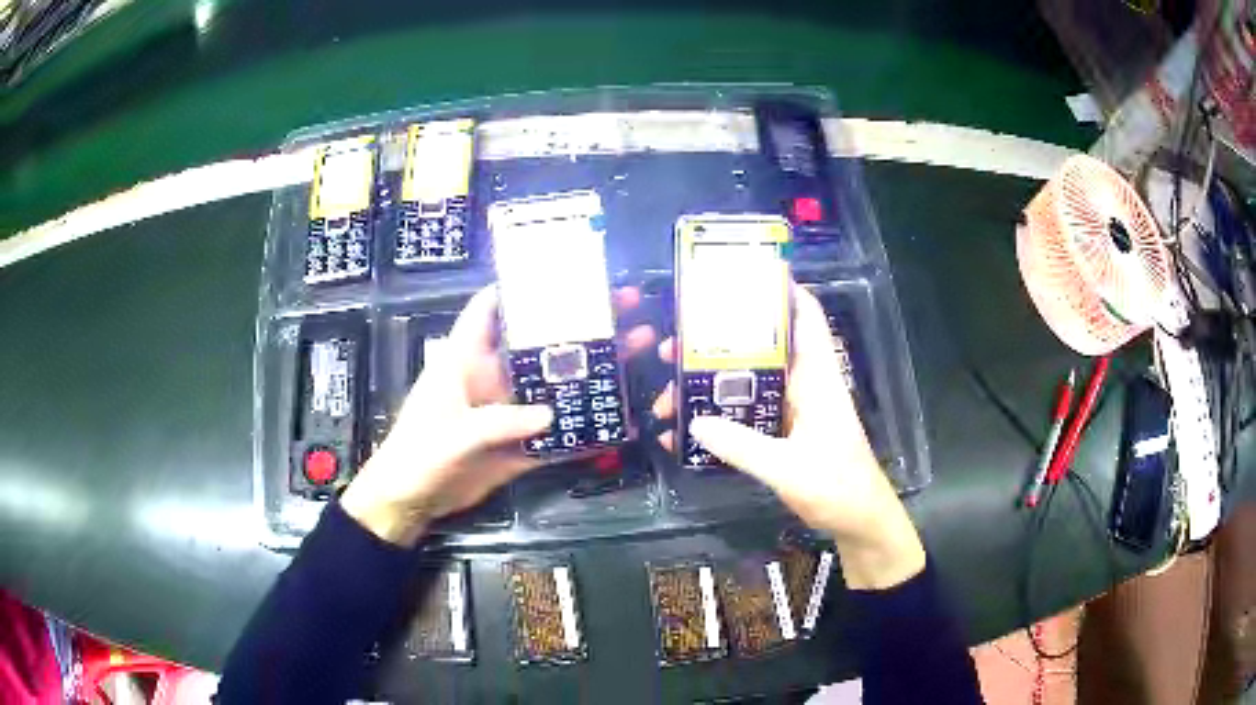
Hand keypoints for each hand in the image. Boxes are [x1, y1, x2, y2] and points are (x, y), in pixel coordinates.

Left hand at [341, 285, 654, 546]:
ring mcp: (507, 412)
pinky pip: (555, 435)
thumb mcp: (454, 434)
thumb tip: (552, 414)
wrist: (410, 502)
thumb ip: (500, 422)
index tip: (563, 271)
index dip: (519, 286)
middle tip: (624, 306)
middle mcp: (491, 378)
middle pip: (537, 345)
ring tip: (635, 352)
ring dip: (589, 375)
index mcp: (465, 360)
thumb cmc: (419, 454)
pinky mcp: (517, 445)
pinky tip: (617, 426)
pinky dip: (582, 432)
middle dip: (576, 326)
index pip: (488, 310)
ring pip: (554, 387)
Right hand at [654, 283, 924, 589]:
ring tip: (669, 398)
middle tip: (673, 348)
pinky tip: (687, 435)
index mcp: (818, 379)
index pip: (806, 318)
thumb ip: (742, 447)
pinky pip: (746, 418)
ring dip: (710, 388)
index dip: (781, 291)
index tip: (740, 277)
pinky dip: (720, 420)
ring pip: (747, 385)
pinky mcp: (785, 436)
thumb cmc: (837, 487)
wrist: (859, 524)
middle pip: (761, 350)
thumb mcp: (788, 468)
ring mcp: (794, 412)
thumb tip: (693, 422)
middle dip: (717, 346)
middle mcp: (805, 387)